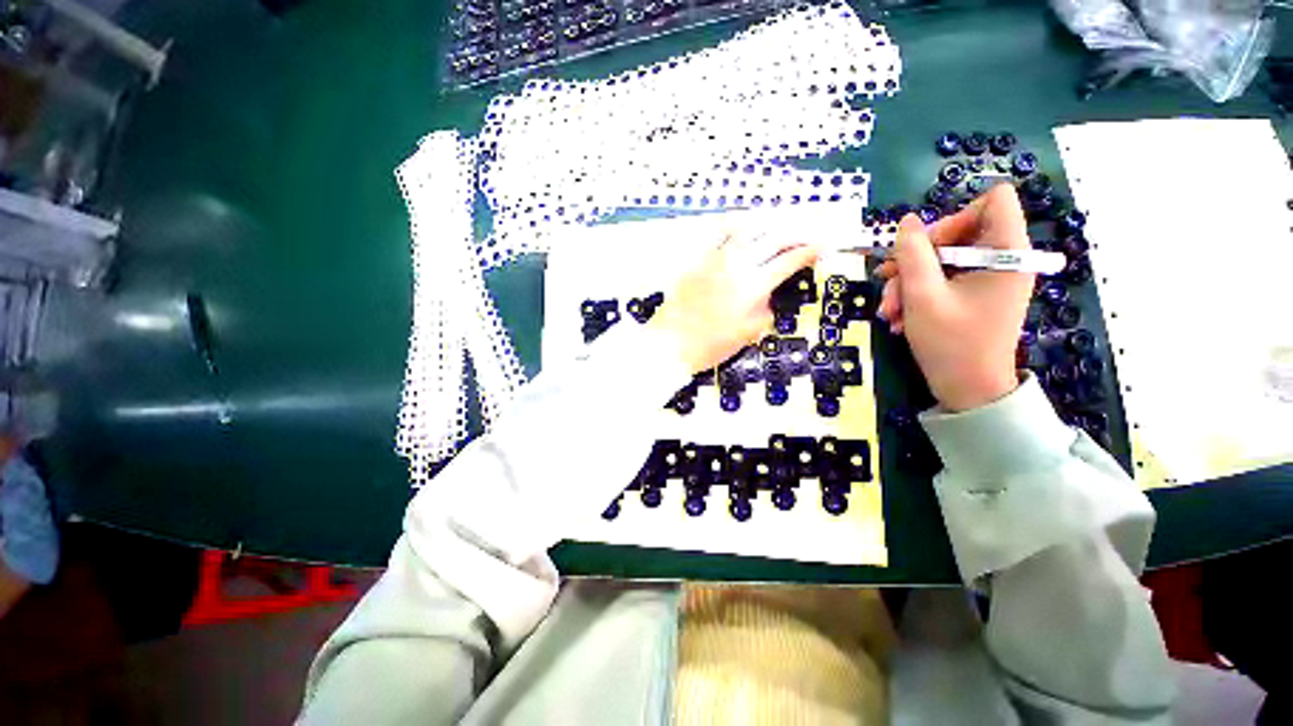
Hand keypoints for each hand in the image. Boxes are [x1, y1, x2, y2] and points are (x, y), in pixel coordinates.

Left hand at [650, 231, 818, 373]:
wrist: (672, 341)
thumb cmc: (712, 344)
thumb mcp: (749, 332)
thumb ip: (766, 308)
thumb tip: (770, 292)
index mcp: (754, 285)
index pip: (788, 261)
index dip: (808, 253)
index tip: (821, 248)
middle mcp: (738, 264)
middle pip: (773, 239)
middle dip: (795, 235)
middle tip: (806, 236)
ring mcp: (717, 258)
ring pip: (748, 230)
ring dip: (769, 225)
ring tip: (780, 225)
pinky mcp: (699, 259)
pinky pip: (719, 234)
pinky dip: (735, 225)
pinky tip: (742, 224)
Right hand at [876, 184, 1032, 411]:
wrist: (968, 390)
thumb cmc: (951, 344)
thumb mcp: (923, 296)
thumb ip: (913, 254)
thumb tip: (906, 221)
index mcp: (1007, 253)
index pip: (993, 201)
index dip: (954, 216)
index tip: (924, 247)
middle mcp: (1002, 260)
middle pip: (958, 232)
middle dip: (916, 257)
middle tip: (888, 281)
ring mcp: (987, 279)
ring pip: (942, 259)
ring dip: (908, 282)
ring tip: (889, 310)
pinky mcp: (974, 294)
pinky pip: (942, 279)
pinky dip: (917, 294)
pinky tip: (900, 317)